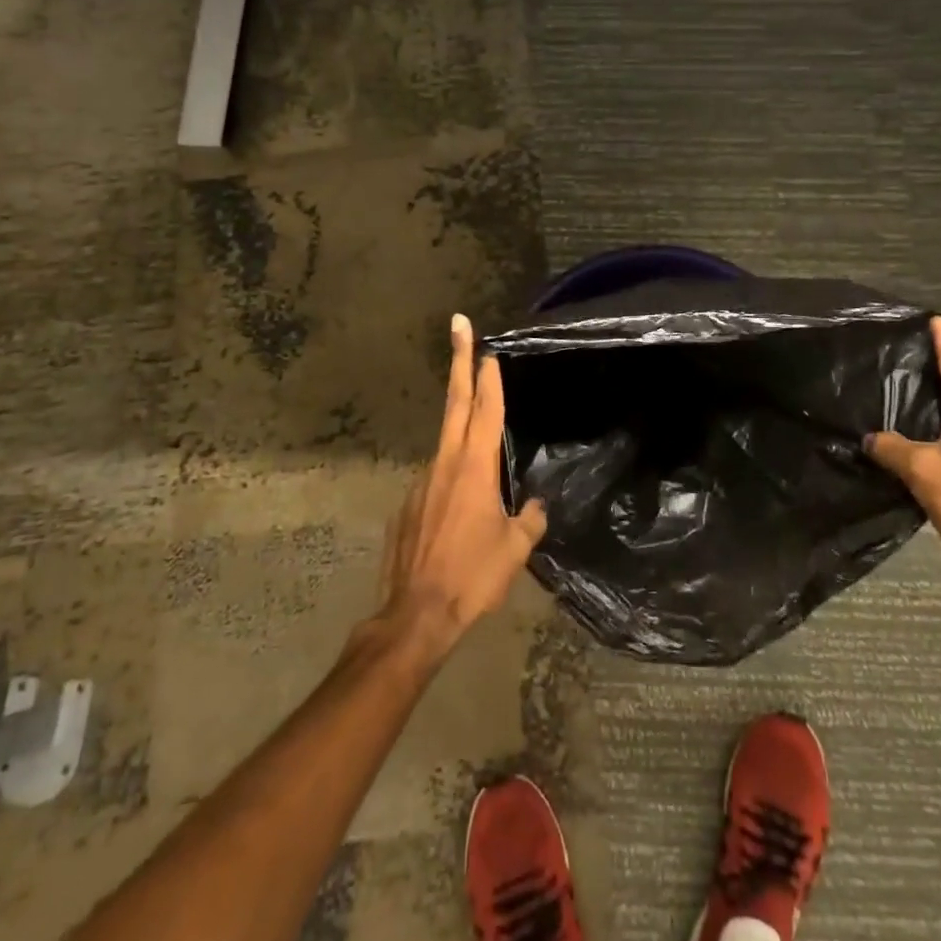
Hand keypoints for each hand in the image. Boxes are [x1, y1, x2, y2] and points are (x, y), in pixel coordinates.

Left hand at [374, 314, 546, 659]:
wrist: (415, 615)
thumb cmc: (472, 576)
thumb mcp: (515, 550)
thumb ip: (529, 520)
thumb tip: (534, 506)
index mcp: (474, 467)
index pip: (485, 409)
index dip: (489, 377)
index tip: (488, 348)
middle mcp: (444, 463)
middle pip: (454, 403)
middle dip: (459, 361)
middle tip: (458, 326)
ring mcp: (421, 482)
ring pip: (446, 446)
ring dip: (461, 436)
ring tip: (480, 476)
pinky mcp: (406, 504)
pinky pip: (435, 483)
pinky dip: (449, 485)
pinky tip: (457, 518)